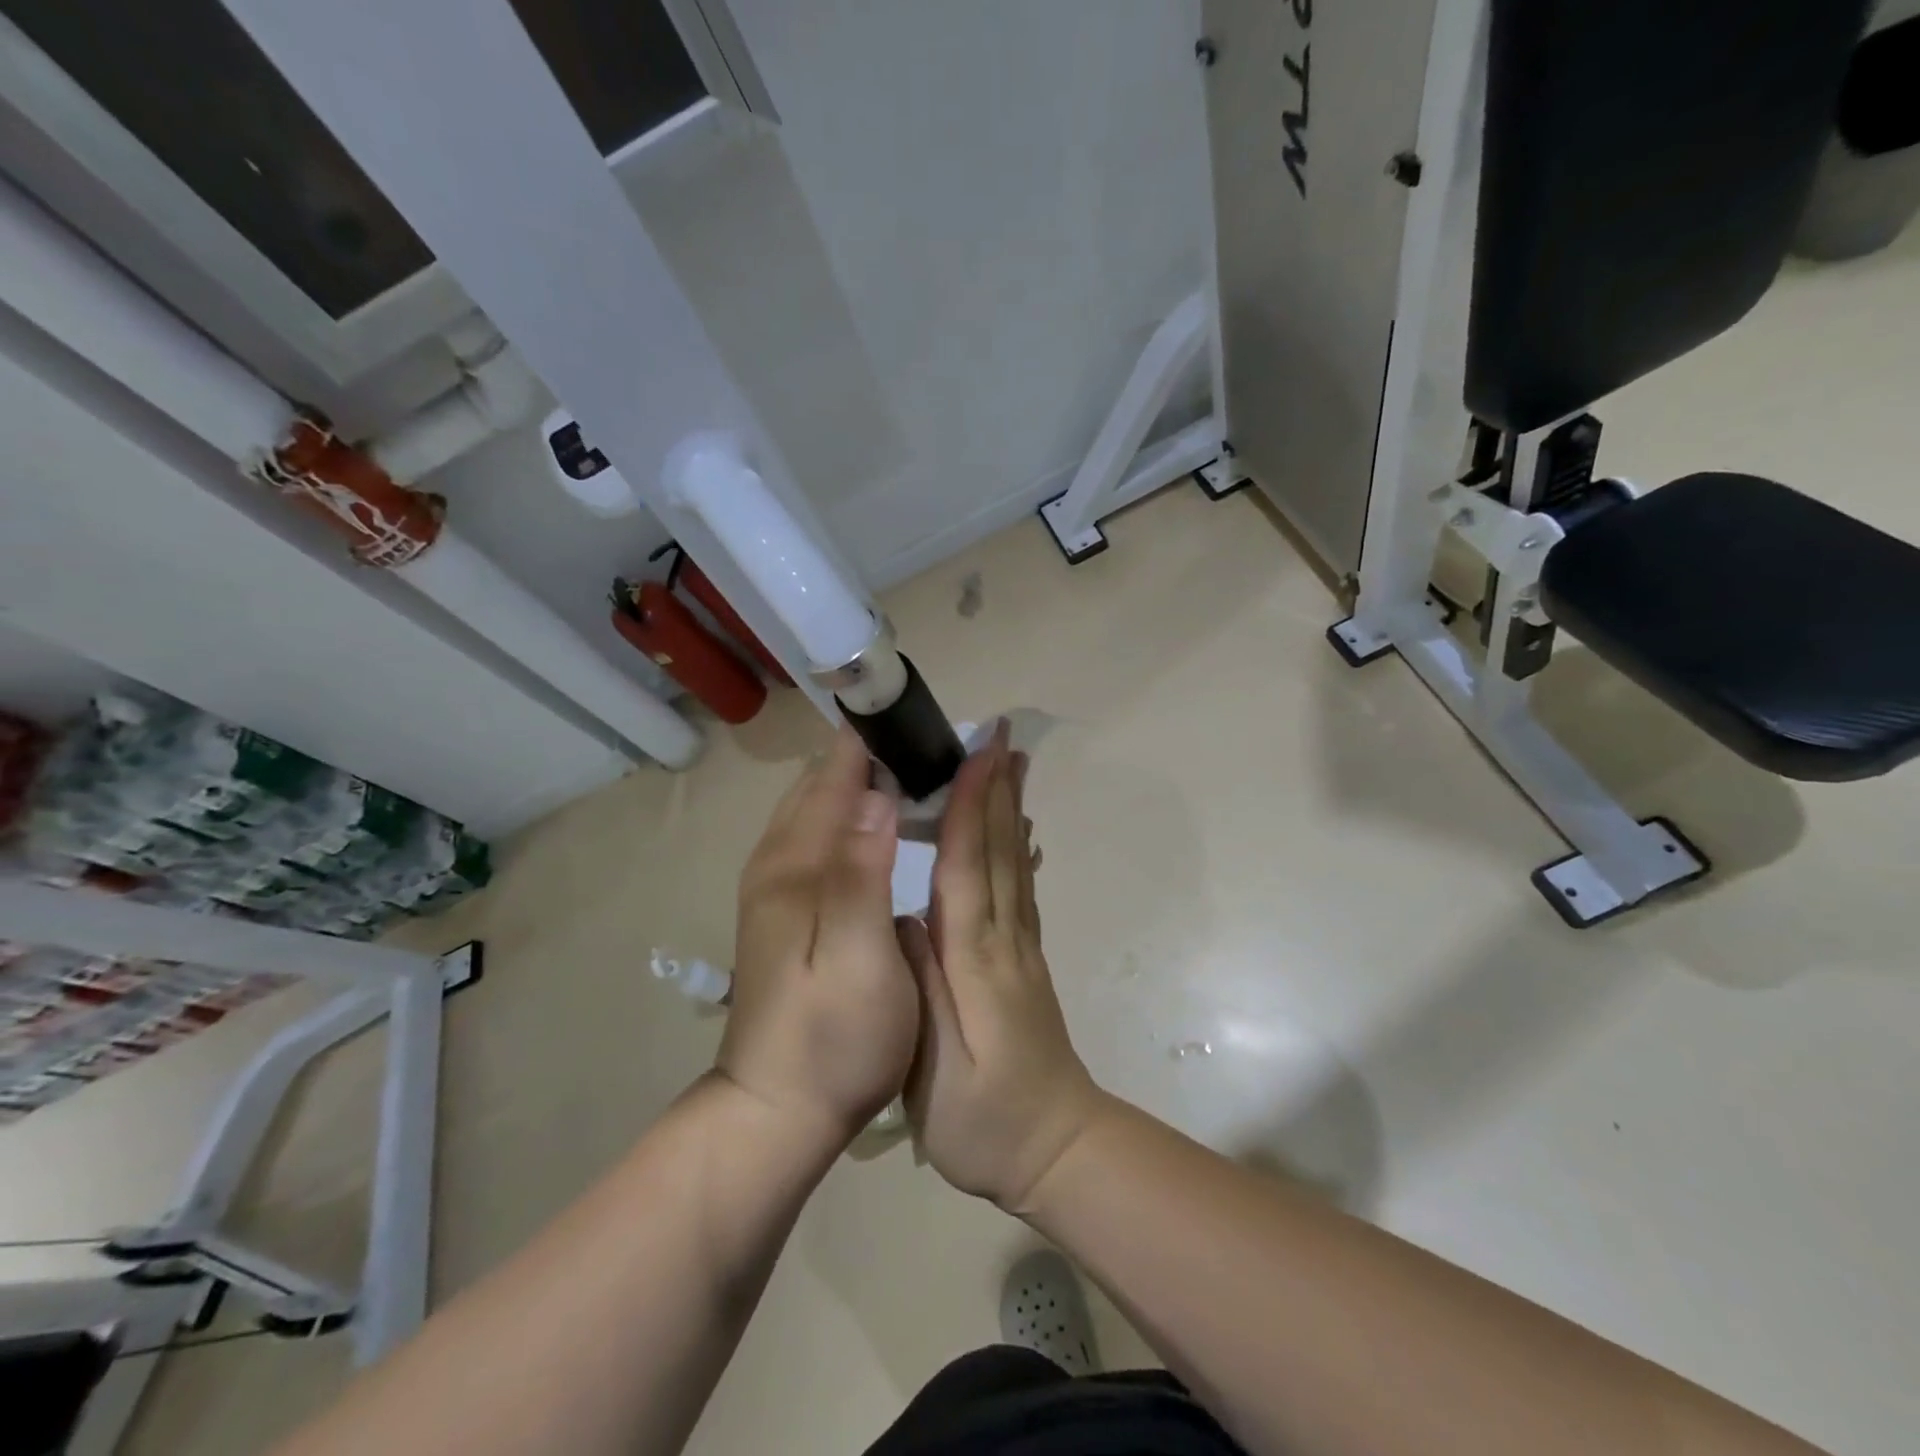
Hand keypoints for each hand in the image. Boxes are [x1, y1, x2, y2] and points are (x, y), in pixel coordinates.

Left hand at [717, 725, 919, 1148]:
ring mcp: (778, 884)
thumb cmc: (831, 1039)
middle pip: (823, 782)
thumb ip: (863, 872)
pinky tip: (888, 829)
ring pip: (820, 807)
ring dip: (865, 785)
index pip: (835, 774)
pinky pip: (821, 836)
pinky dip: (854, 816)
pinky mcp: (786, 907)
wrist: (775, 1111)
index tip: (930, 724)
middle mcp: (778, 861)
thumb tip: (877, 793)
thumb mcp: (859, 959)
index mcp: (795, 864)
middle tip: (938, 753)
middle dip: (876, 757)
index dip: (879, 741)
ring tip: (922, 780)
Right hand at [901, 720, 1108, 1211]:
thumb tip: (906, 916)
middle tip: (999, 735)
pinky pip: (1020, 889)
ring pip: (1013, 864)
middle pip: (998, 852)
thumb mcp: (934, 1071)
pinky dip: (1016, 848)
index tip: (975, 754)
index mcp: (975, 962)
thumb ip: (920, 988)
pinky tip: (1017, 830)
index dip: (971, 808)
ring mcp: (1021, 949)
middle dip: (996, 789)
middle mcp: (1003, 941)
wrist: (1057, 1151)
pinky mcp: (1025, 962)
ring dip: (1010, 809)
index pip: (969, 869)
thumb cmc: (984, 1123)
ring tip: (1010, 763)